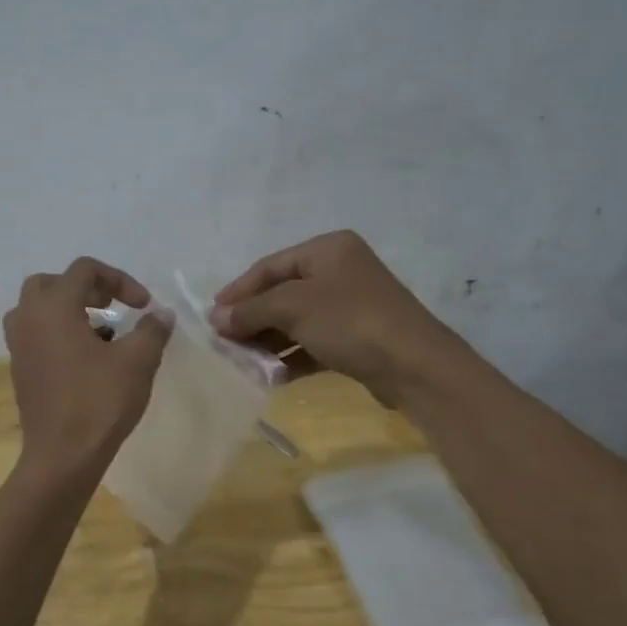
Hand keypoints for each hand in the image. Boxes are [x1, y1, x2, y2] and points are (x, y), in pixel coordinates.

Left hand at [3, 257, 171, 477]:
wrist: (63, 456)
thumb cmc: (99, 402)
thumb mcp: (137, 361)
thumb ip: (152, 330)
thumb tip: (161, 314)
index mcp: (53, 308)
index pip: (84, 270)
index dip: (119, 279)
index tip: (143, 305)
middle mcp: (27, 319)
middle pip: (52, 283)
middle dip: (86, 288)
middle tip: (112, 305)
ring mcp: (18, 346)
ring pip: (38, 309)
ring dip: (69, 310)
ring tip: (100, 330)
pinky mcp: (20, 370)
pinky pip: (36, 335)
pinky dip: (58, 332)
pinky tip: (86, 358)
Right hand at [209, 230, 465, 403]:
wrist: (414, 366)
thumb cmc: (350, 322)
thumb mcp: (294, 308)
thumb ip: (251, 310)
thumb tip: (216, 319)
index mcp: (327, 250)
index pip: (269, 266)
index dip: (238, 291)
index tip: (212, 317)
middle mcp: (339, 271)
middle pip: (282, 293)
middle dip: (252, 318)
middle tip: (224, 342)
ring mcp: (349, 307)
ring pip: (296, 321)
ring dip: (268, 341)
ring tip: (242, 362)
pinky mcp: (356, 339)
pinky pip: (313, 343)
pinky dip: (292, 357)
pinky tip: (272, 375)